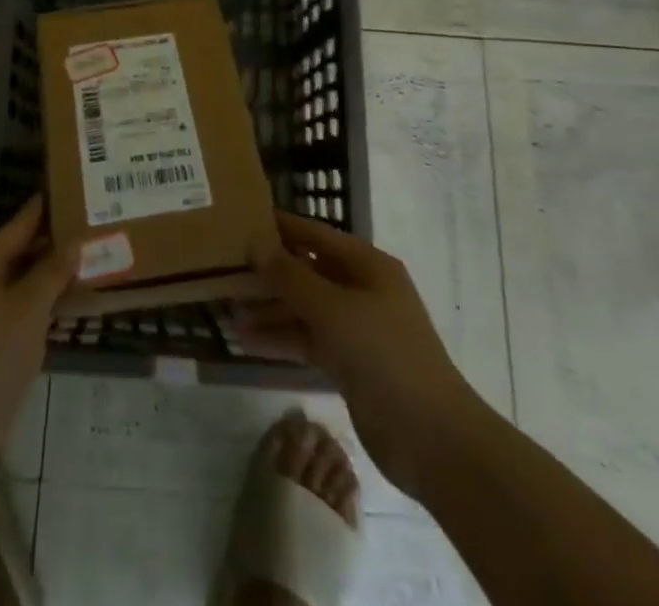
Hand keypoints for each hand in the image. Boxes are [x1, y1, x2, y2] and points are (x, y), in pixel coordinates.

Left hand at [0, 195, 76, 471]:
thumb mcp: (27, 310)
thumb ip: (51, 273)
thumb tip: (72, 241)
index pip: (22, 222)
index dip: (48, 205)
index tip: (79, 187)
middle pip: (23, 251)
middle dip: (58, 241)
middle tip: (99, 226)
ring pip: (24, 284)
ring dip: (55, 276)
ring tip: (96, 261)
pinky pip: (22, 313)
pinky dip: (46, 307)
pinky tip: (74, 309)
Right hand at [239, 211, 487, 498]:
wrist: (432, 439)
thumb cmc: (385, 355)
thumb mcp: (333, 309)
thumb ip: (291, 276)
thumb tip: (256, 244)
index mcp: (368, 266)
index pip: (317, 235)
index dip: (282, 227)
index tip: (243, 220)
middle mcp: (363, 291)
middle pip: (308, 271)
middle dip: (270, 272)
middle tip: (226, 267)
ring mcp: (357, 329)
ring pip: (305, 309)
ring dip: (270, 309)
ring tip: (228, 309)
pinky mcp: (350, 364)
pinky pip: (308, 341)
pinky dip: (281, 339)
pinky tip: (246, 340)